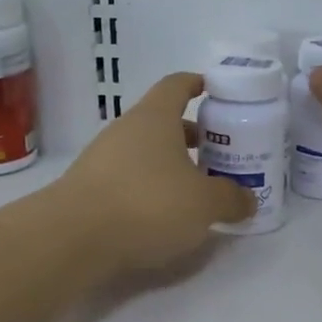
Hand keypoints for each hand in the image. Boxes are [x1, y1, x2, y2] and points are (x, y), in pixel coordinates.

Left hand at [58, 72, 254, 269]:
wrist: (73, 238)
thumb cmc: (148, 204)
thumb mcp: (204, 204)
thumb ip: (231, 199)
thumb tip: (248, 199)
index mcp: (155, 117)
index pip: (177, 85)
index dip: (197, 84)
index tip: (215, 91)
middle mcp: (126, 129)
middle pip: (162, 121)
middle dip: (192, 135)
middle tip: (218, 154)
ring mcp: (102, 158)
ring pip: (145, 151)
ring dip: (170, 164)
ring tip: (195, 189)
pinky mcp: (89, 188)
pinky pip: (128, 177)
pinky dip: (149, 187)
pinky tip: (162, 214)